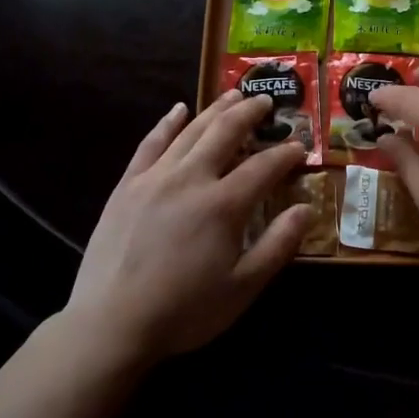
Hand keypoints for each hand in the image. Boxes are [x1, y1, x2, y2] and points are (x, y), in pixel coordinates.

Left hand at [64, 91, 308, 367]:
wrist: (111, 323)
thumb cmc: (184, 310)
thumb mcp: (242, 288)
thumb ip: (278, 245)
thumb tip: (307, 208)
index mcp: (223, 204)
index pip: (263, 167)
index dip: (285, 154)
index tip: (299, 147)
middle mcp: (191, 178)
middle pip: (226, 132)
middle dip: (250, 113)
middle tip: (266, 101)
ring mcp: (155, 177)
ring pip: (191, 130)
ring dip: (215, 109)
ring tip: (233, 94)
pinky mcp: (128, 185)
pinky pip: (151, 143)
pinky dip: (167, 123)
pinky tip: (178, 110)